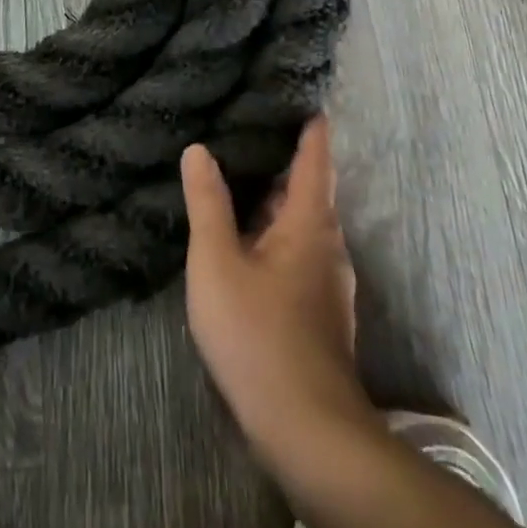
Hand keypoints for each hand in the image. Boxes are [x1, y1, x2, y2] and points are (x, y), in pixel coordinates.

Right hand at [181, 117, 371, 463]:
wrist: (306, 430)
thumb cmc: (258, 335)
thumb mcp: (217, 263)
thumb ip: (207, 203)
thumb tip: (198, 149)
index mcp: (309, 223)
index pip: (315, 159)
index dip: (311, 127)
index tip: (303, 97)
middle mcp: (328, 246)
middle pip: (308, 191)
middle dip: (283, 161)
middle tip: (247, 130)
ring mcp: (327, 283)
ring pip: (301, 225)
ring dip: (275, 200)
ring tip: (239, 178)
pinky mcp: (319, 313)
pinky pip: (298, 252)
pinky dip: (275, 232)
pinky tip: (246, 240)